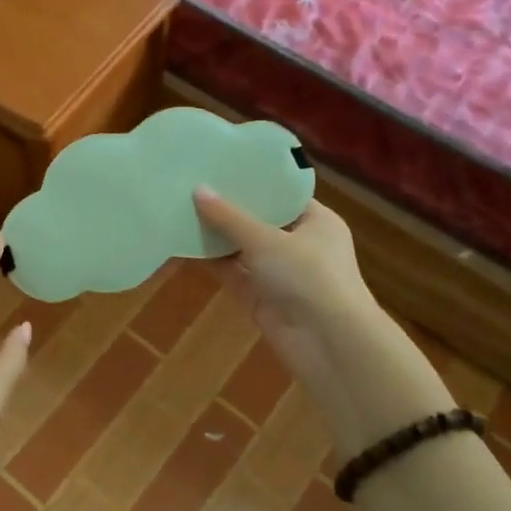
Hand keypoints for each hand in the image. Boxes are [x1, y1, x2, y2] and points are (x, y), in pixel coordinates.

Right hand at [193, 187, 375, 375]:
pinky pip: (234, 274)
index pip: (283, 195)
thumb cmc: (308, 276)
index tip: (222, 166)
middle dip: (229, 209)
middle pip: (260, 222)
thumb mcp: (266, 240)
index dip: (254, 182)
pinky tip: (184, 243)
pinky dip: (213, 261)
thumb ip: (229, 217)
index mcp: (317, 222)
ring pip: (243, 249)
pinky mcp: (262, 298)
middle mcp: (301, 245)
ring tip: (182, 208)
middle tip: (194, 183)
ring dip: (217, 235)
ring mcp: (281, 274)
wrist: (328, 343)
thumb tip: (198, 189)